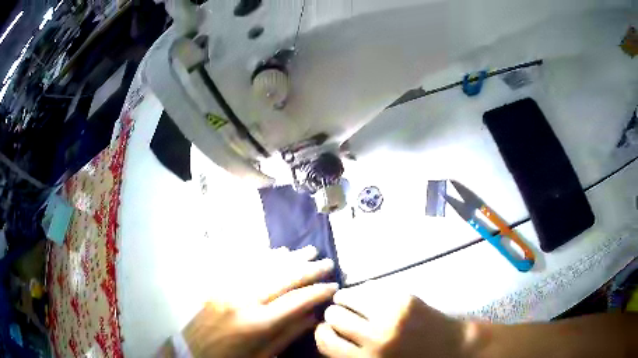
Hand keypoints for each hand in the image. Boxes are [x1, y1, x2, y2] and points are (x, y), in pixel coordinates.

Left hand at [181, 246, 336, 357]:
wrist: (192, 352)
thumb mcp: (263, 356)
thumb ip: (288, 334)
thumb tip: (312, 315)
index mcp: (257, 323)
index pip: (296, 301)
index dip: (318, 292)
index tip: (334, 286)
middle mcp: (244, 300)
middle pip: (283, 278)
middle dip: (308, 269)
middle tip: (328, 262)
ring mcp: (229, 288)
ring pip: (265, 266)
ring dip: (290, 258)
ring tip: (308, 251)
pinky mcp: (220, 284)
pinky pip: (245, 265)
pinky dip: (265, 257)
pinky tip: (278, 252)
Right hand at [315, 283, 466, 357]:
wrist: (452, 347)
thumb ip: (351, 354)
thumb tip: (326, 333)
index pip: (324, 341)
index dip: (322, 332)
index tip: (328, 329)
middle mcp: (375, 338)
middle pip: (333, 316)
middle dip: (333, 314)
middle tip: (341, 315)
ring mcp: (391, 315)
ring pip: (348, 296)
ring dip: (345, 298)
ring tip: (351, 301)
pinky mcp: (405, 298)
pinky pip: (370, 287)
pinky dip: (364, 291)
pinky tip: (370, 296)